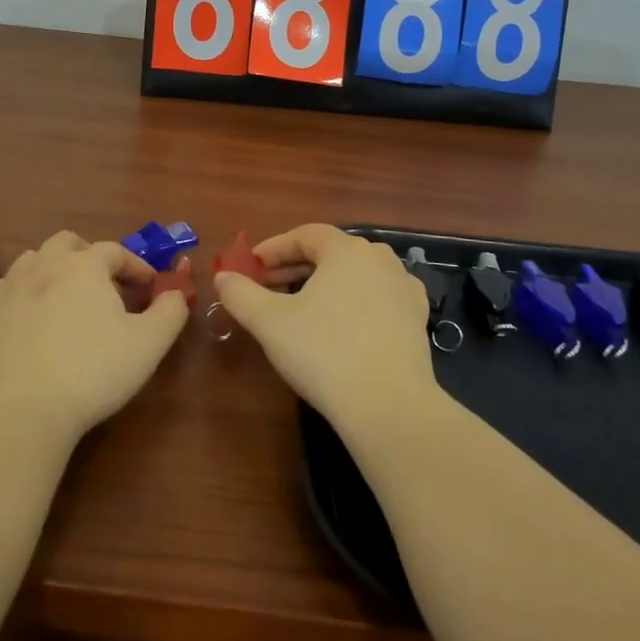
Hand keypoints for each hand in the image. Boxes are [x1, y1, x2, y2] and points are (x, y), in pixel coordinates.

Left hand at [0, 231, 187, 441]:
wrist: (22, 409)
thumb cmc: (93, 371)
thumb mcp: (149, 344)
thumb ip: (171, 311)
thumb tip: (177, 292)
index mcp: (85, 266)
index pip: (116, 251)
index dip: (137, 267)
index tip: (151, 288)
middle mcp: (45, 265)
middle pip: (69, 243)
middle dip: (90, 256)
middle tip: (106, 286)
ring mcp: (11, 287)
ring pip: (34, 259)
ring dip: (55, 268)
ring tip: (68, 297)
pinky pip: (8, 287)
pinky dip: (25, 292)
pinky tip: (33, 315)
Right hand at [212, 223, 436, 428]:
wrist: (388, 406)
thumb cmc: (324, 353)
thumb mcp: (270, 322)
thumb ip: (241, 294)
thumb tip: (222, 276)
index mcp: (348, 250)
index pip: (306, 235)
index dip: (275, 247)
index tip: (252, 265)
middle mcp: (381, 260)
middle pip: (332, 252)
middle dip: (296, 266)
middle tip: (268, 286)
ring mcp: (404, 288)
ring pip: (356, 274)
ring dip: (326, 283)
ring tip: (302, 305)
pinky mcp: (417, 319)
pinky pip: (378, 296)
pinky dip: (354, 301)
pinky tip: (342, 323)